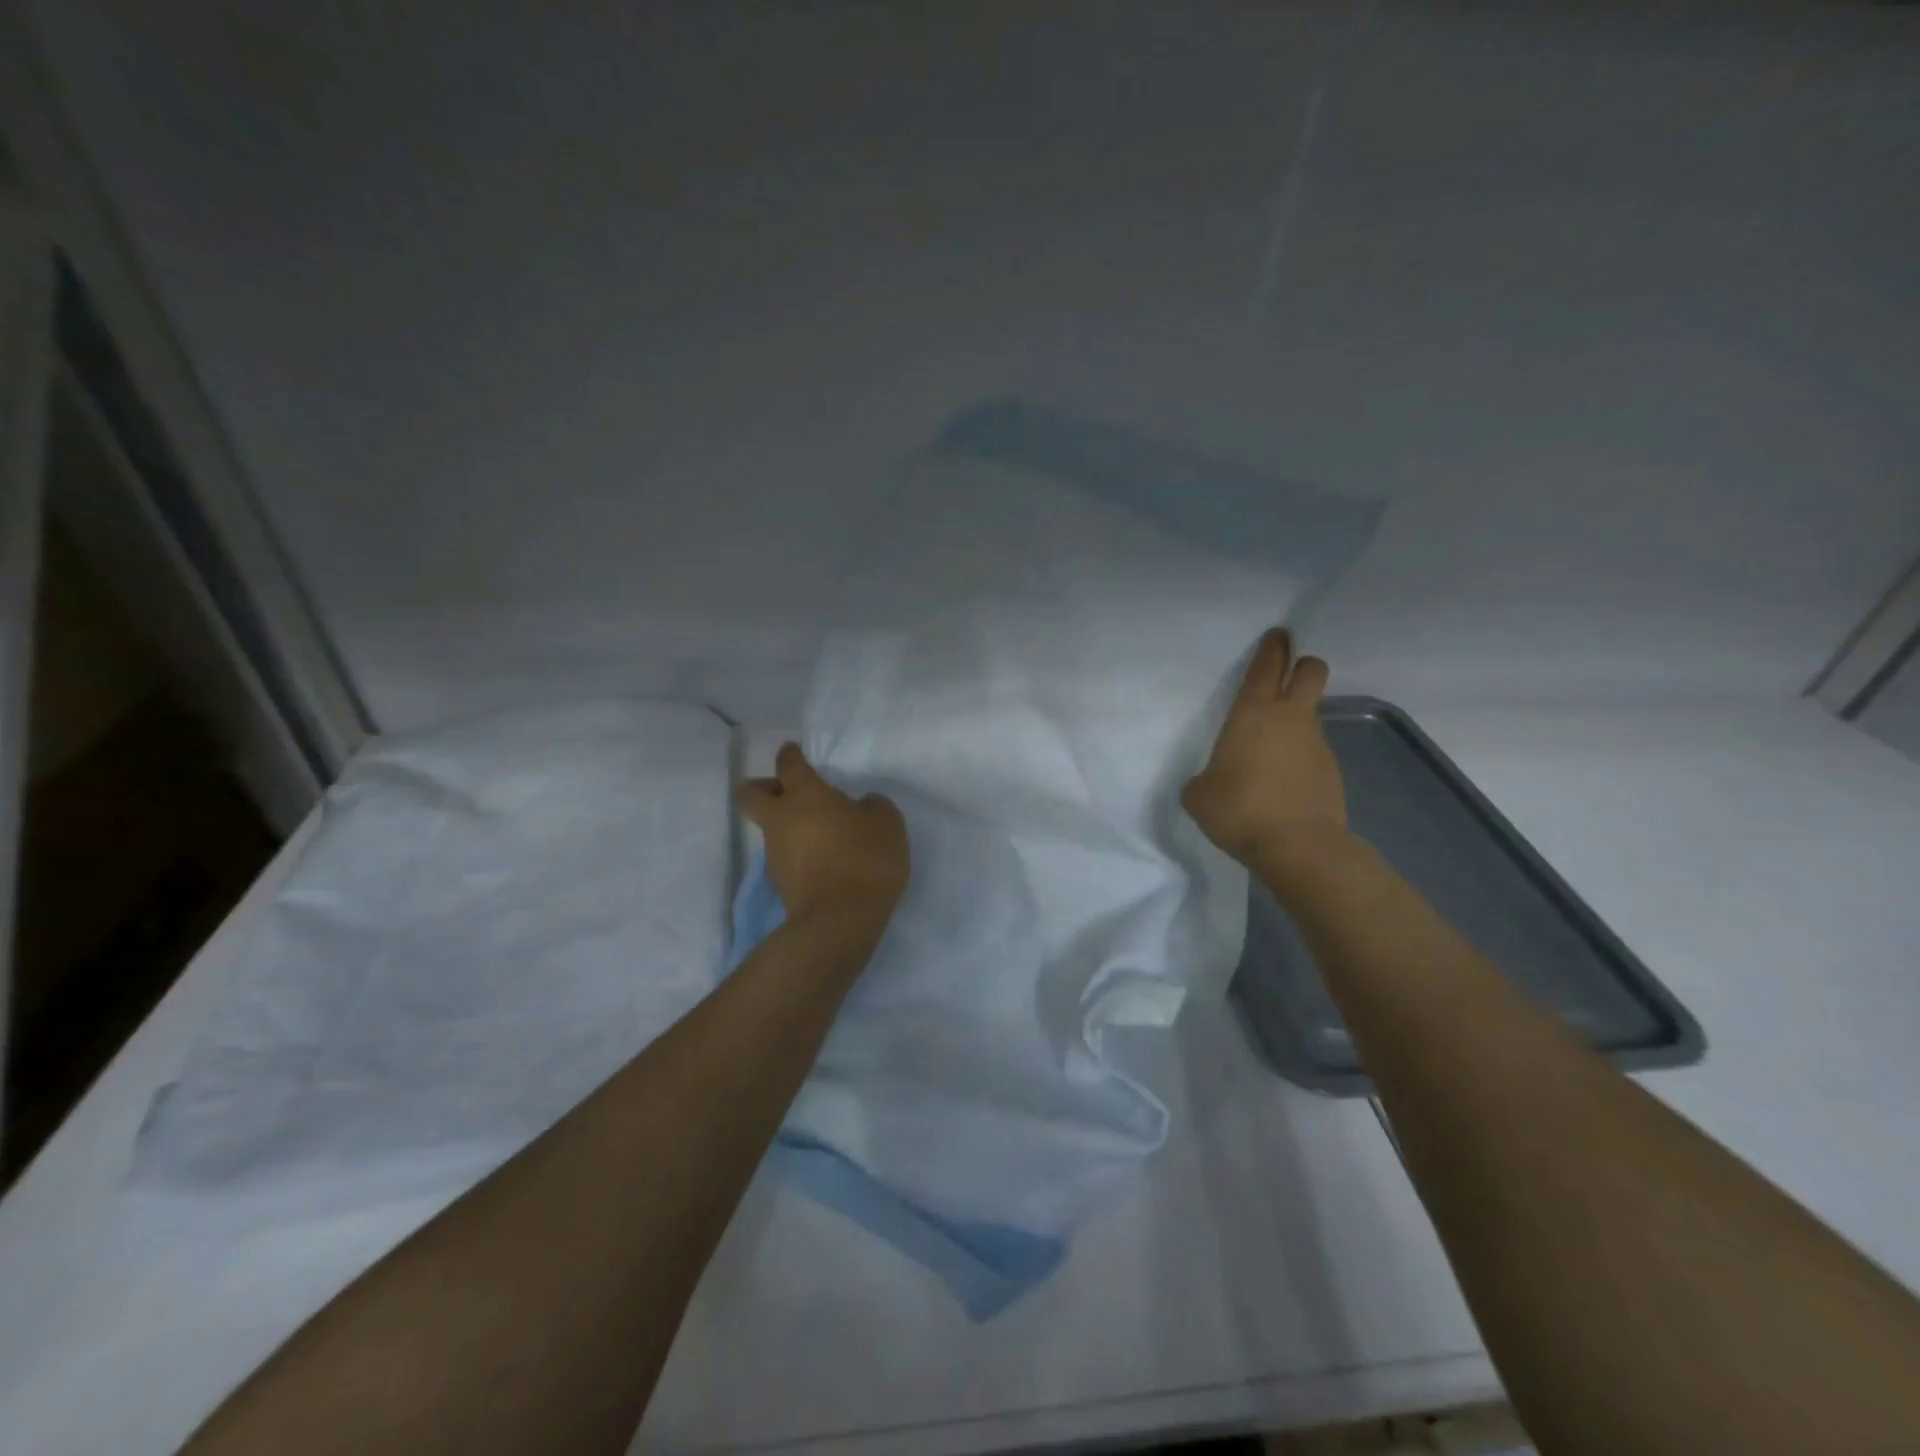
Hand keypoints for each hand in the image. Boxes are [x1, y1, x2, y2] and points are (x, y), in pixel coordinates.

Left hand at [738, 744, 909, 934]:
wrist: (840, 920)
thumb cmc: (866, 860)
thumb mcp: (888, 824)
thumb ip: (873, 806)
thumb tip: (863, 804)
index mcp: (805, 795)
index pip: (788, 764)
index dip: (791, 755)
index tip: (795, 752)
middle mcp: (781, 819)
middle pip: (750, 793)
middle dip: (763, 787)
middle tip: (788, 791)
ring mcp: (774, 853)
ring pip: (768, 828)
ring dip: (785, 825)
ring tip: (819, 834)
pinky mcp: (778, 883)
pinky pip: (782, 856)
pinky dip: (796, 854)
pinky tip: (821, 862)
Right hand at [1182, 629, 1346, 866]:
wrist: (1297, 846)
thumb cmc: (1238, 809)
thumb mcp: (1199, 794)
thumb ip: (1204, 779)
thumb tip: (1212, 782)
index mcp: (1252, 714)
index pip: (1266, 667)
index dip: (1272, 648)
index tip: (1277, 635)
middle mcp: (1289, 719)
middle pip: (1310, 672)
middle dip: (1301, 665)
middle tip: (1288, 673)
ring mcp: (1316, 744)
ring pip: (1311, 715)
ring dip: (1296, 721)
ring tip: (1272, 751)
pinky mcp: (1332, 772)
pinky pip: (1313, 752)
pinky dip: (1300, 758)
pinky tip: (1284, 784)